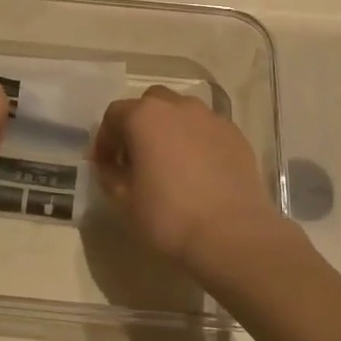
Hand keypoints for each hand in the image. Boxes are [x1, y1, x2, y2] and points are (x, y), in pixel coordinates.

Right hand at [91, 86, 288, 273]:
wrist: (233, 235)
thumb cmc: (169, 217)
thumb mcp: (124, 202)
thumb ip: (110, 175)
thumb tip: (112, 166)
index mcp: (144, 116)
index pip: (114, 115)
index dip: (105, 140)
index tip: (105, 166)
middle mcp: (178, 106)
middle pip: (150, 104)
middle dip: (138, 126)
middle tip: (136, 159)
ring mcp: (211, 118)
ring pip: (181, 113)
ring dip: (169, 130)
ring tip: (170, 163)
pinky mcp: (235, 135)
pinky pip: (207, 129)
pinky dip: (197, 141)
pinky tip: (199, 171)